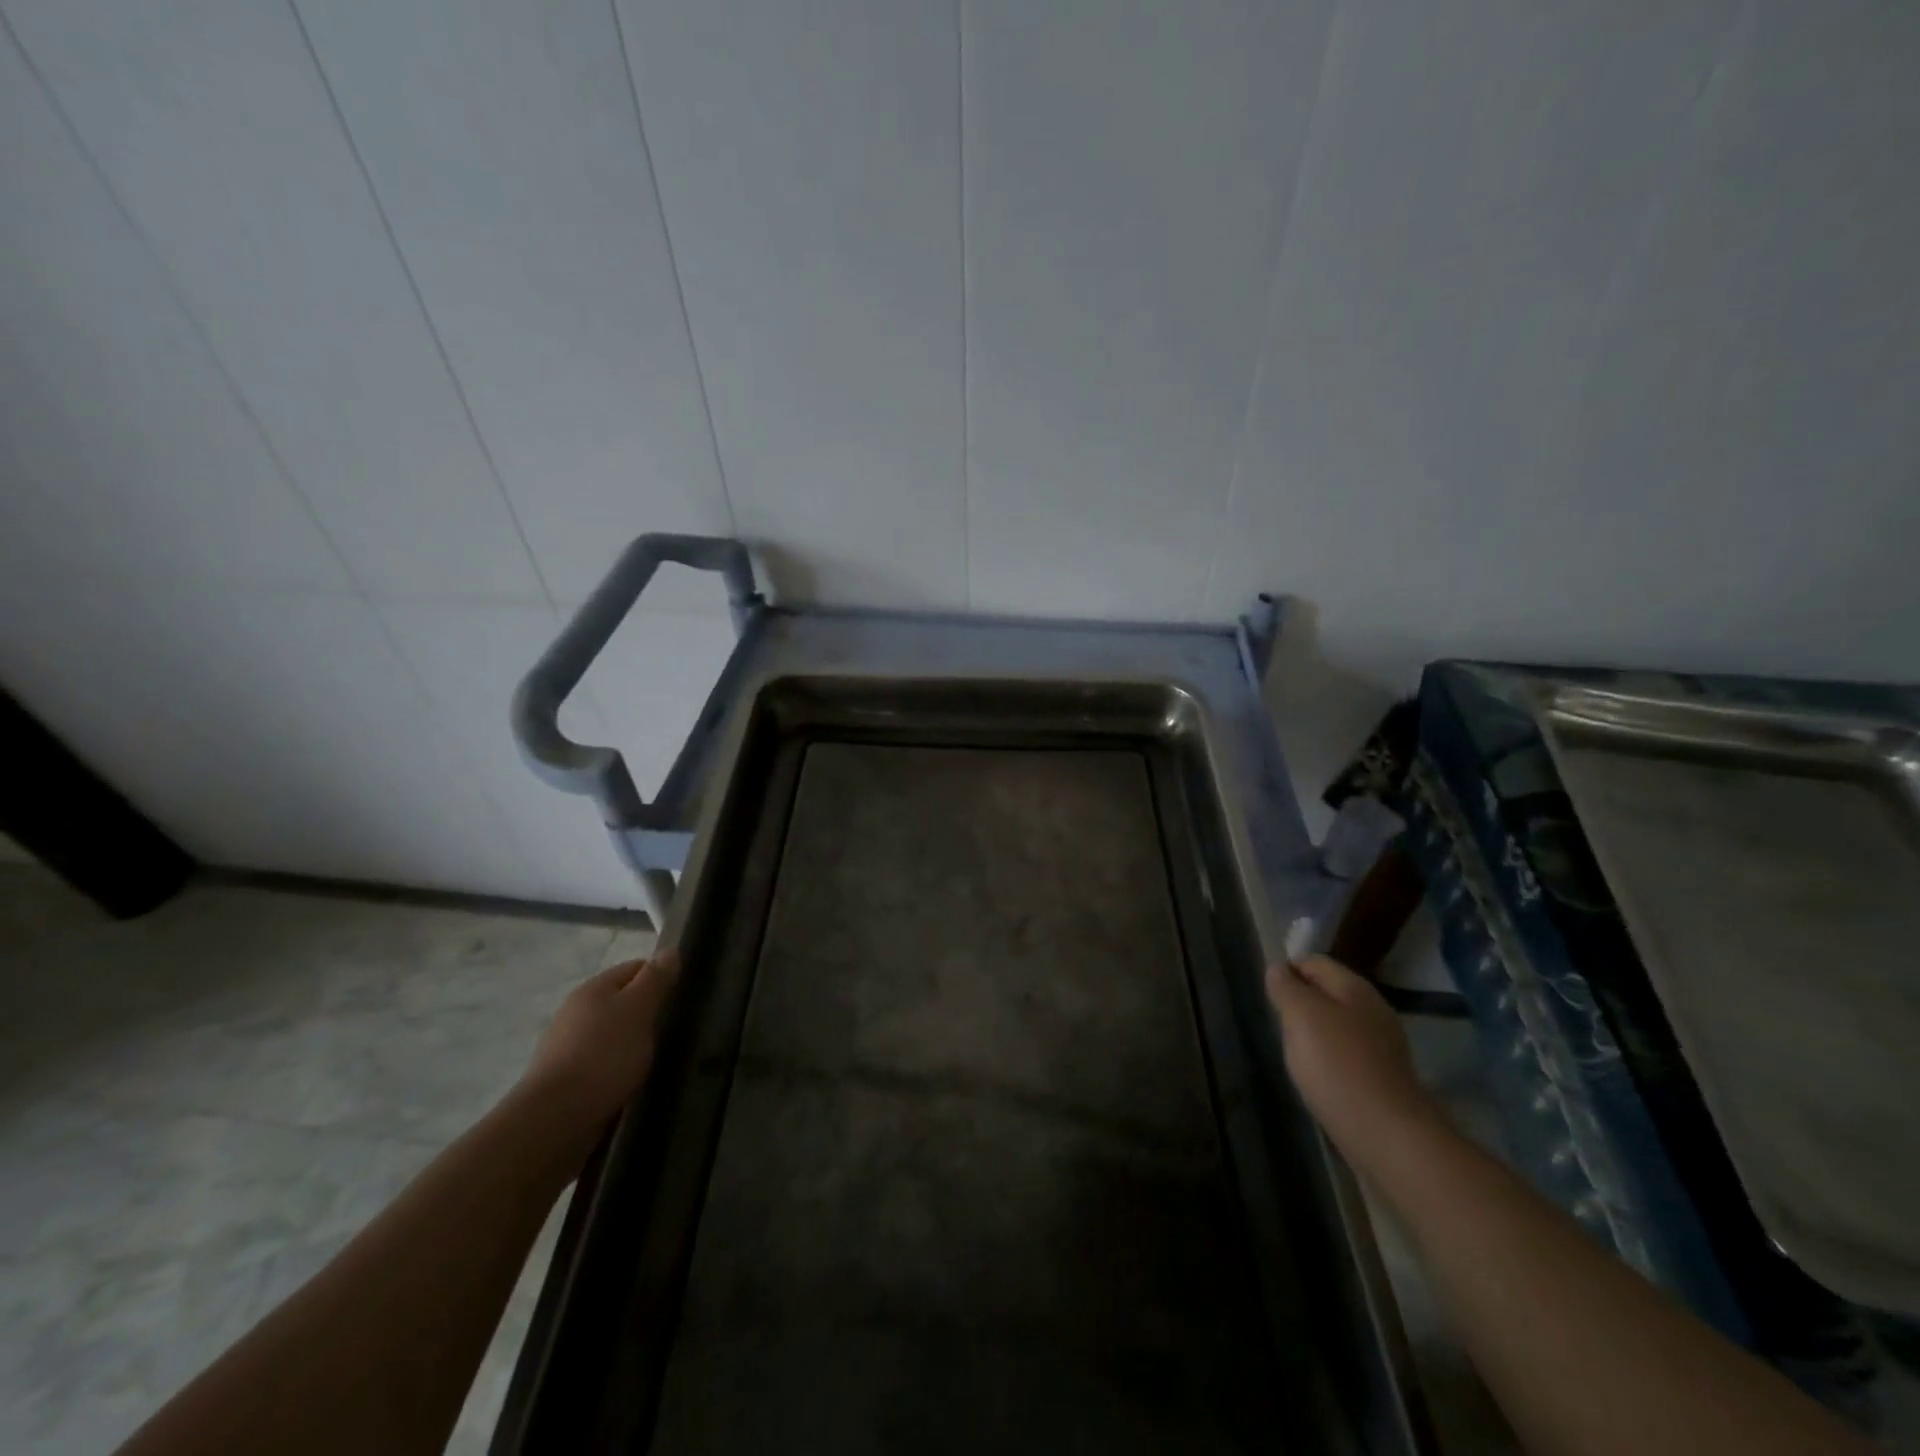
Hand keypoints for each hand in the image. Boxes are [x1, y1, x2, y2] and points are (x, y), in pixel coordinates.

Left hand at [517, 949, 678, 1140]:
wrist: (555, 1120)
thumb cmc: (604, 1055)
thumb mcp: (639, 1009)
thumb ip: (656, 979)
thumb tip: (670, 950)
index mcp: (593, 989)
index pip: (635, 968)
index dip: (661, 978)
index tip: (681, 997)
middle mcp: (576, 1012)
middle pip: (622, 1001)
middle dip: (647, 1013)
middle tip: (673, 1030)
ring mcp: (567, 1048)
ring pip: (612, 1035)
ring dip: (633, 1044)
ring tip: (656, 1059)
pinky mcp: (566, 1081)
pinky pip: (602, 1064)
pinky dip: (618, 1069)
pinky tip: (631, 1082)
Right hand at [1266, 955, 1436, 1156]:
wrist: (1387, 1135)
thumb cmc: (1337, 1065)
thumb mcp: (1301, 1016)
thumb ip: (1286, 987)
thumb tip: (1278, 968)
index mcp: (1355, 988)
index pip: (1314, 962)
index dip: (1287, 971)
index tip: (1268, 995)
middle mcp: (1373, 1010)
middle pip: (1327, 992)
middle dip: (1300, 1003)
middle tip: (1278, 1024)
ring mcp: (1382, 1045)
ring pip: (1337, 1024)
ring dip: (1313, 1032)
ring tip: (1294, 1052)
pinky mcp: (1383, 1077)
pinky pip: (1346, 1053)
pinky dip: (1328, 1059)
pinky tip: (1317, 1076)